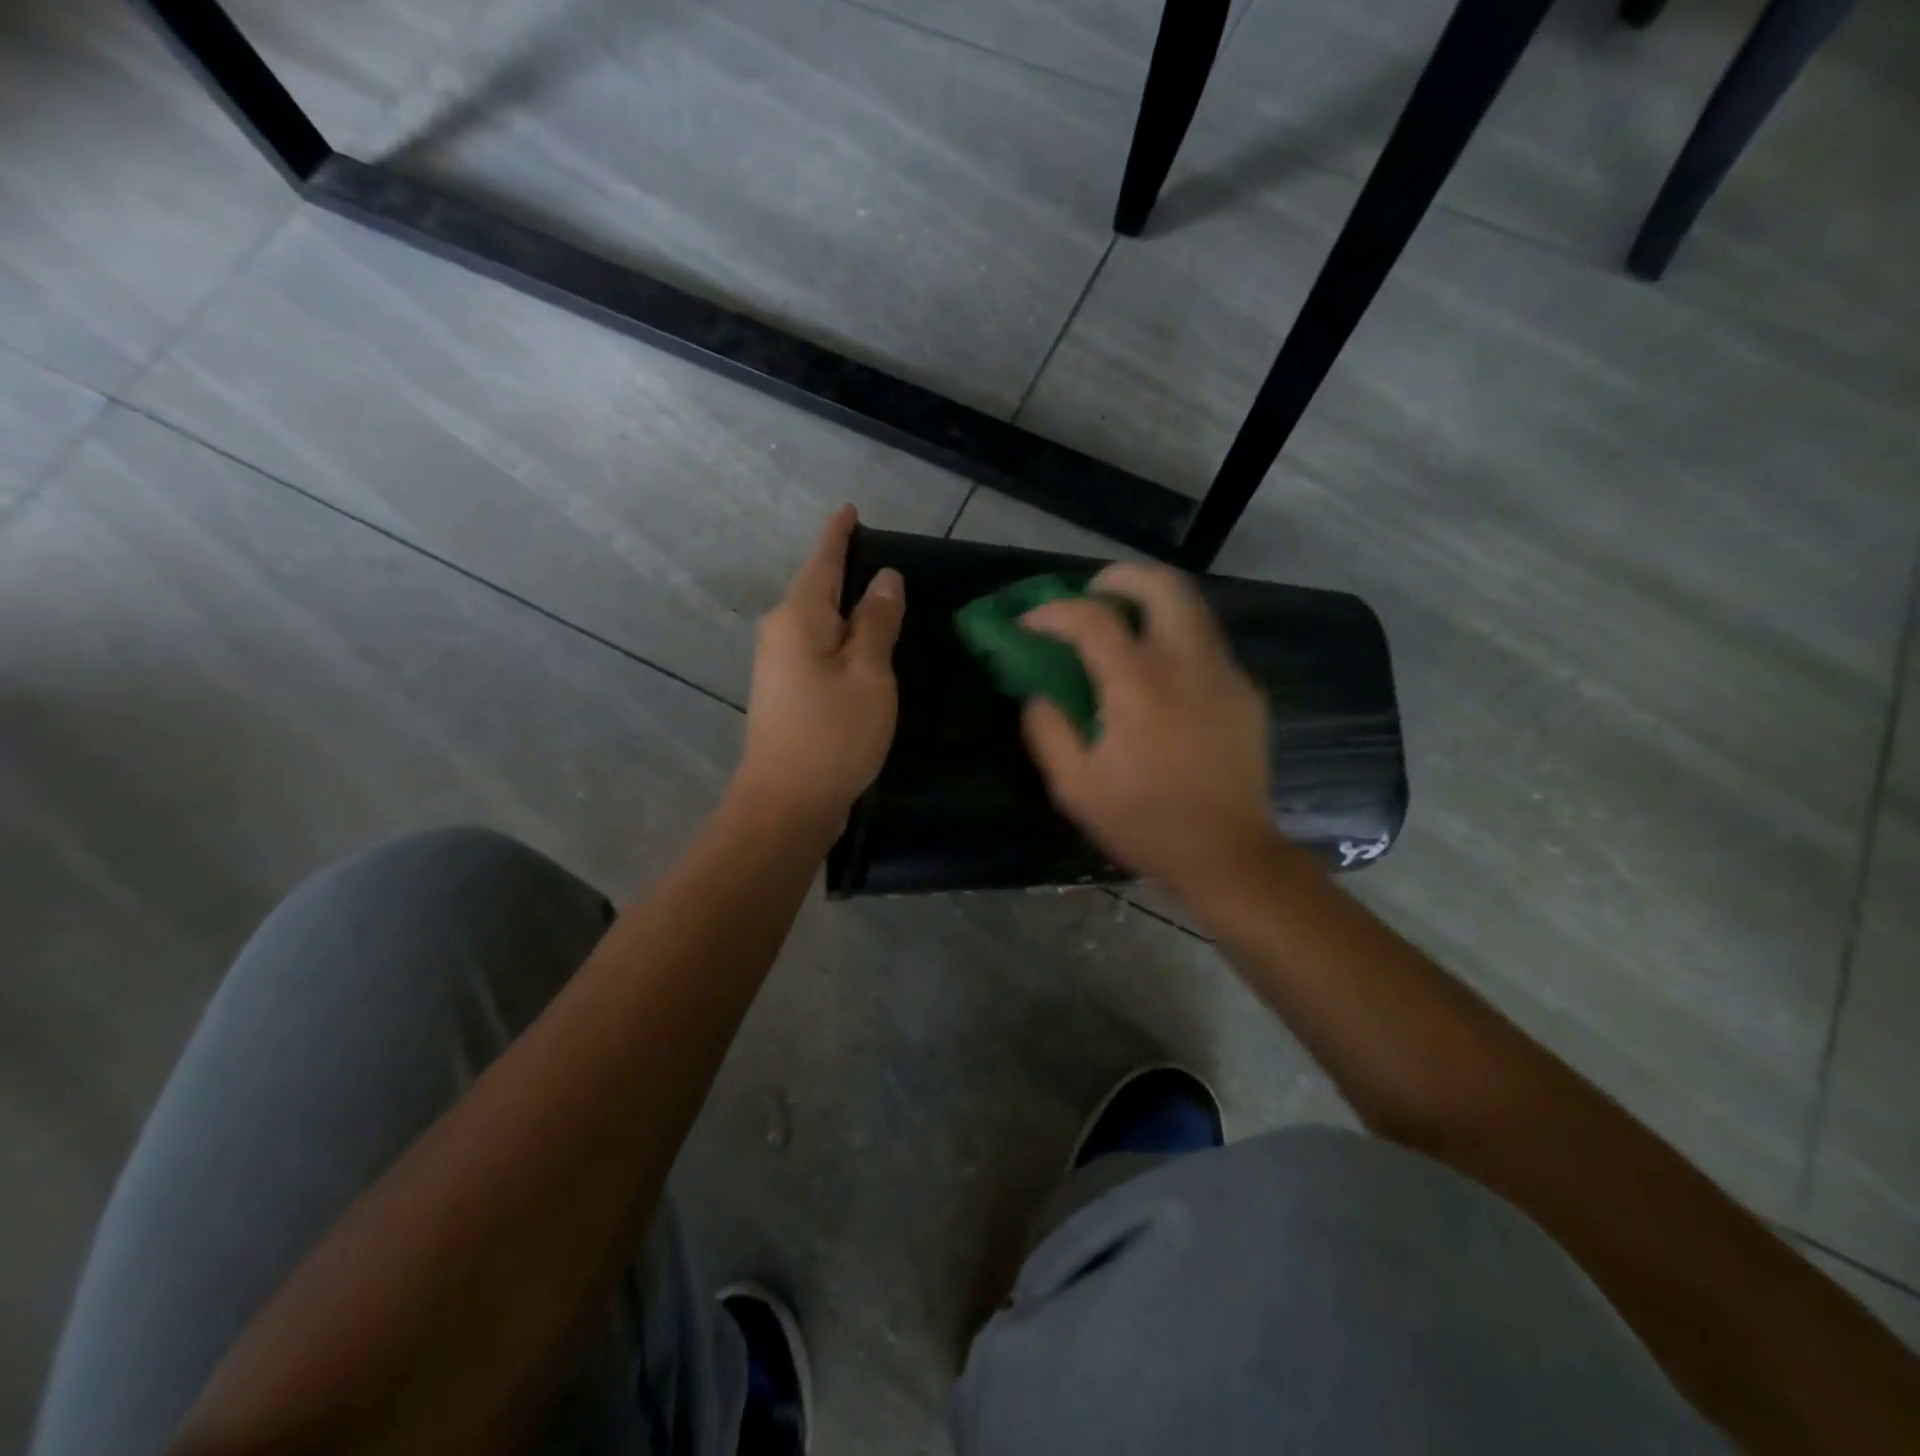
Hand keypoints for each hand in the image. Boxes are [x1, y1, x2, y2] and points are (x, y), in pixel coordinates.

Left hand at [735, 506, 904, 830]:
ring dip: (847, 609)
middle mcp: (780, 633)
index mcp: (799, 617)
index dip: (839, 534)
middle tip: (886, 558)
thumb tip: (884, 579)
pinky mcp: (786, 693)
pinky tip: (865, 647)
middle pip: (817, 589)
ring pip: (818, 622)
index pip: (822, 561)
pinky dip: (842, 640)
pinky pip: (818, 649)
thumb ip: (877, 622)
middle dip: (846, 571)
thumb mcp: (868, 673)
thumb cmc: (833, 734)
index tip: (850, 509)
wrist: (786, 804)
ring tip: (884, 600)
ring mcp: (779, 665)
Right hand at [1021, 563, 1278, 898]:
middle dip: (1121, 576)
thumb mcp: (1075, 787)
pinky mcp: (1246, 692)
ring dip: (1152, 602)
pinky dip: (1176, 639)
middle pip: (1162, 584)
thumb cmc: (1145, 822)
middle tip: (1093, 592)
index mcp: (1139, 685)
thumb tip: (1038, 693)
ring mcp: (1225, 673)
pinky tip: (1161, 676)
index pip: (1092, 618)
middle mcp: (1187, 664)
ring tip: (1124, 624)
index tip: (1031, 624)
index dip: (1053, 612)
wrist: (1228, 854)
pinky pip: (1207, 644)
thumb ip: (1047, 730)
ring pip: (1192, 607)